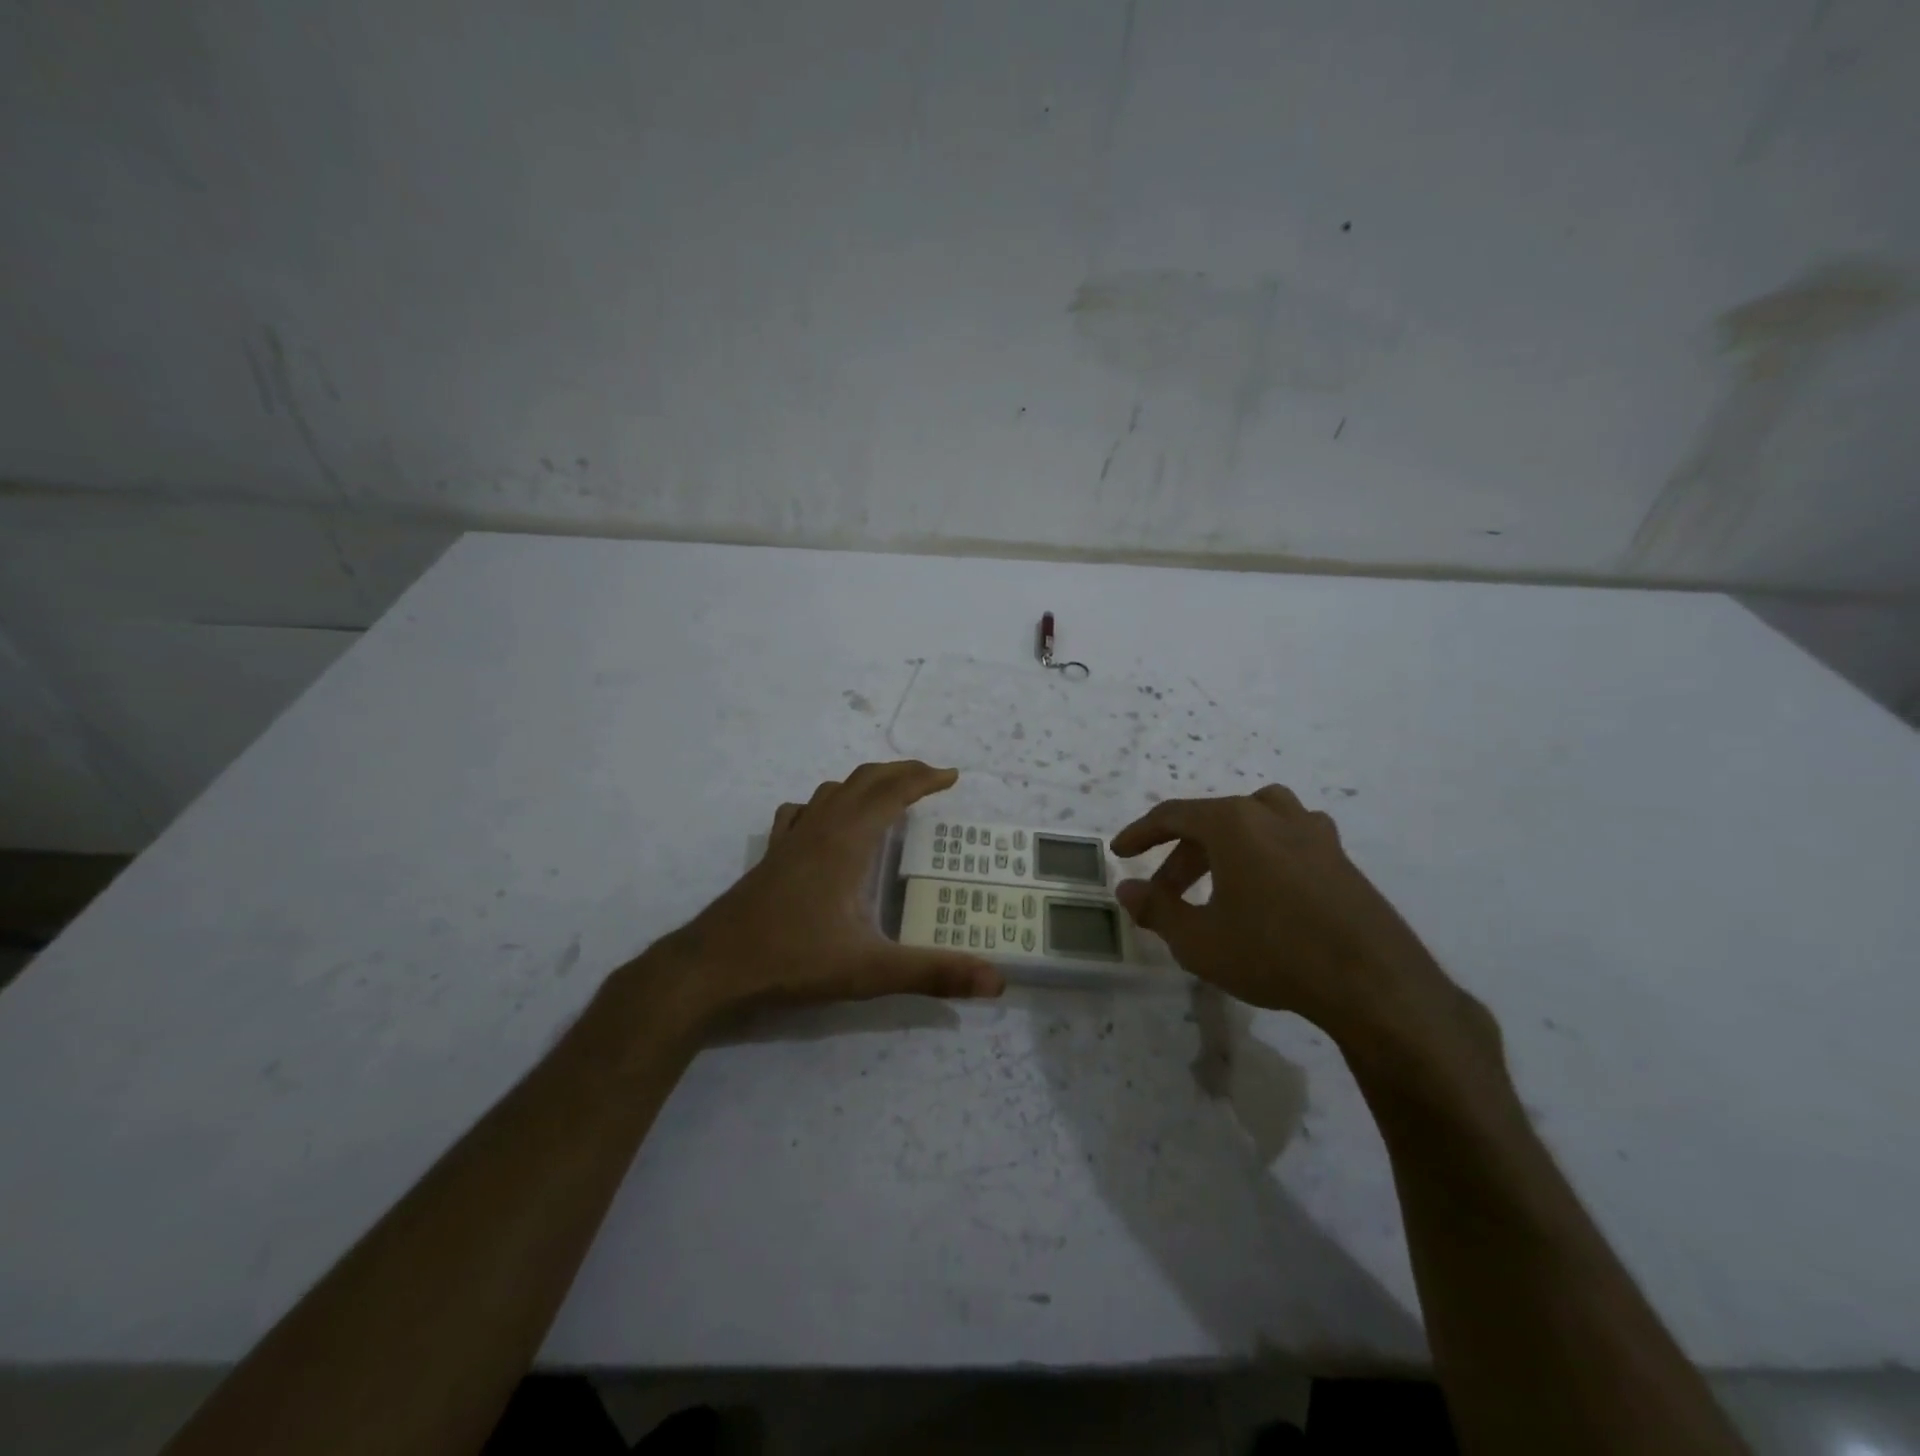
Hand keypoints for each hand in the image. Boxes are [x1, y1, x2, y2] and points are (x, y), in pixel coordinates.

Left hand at [653, 761, 1003, 1028]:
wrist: (713, 966)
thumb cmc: (794, 960)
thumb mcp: (871, 970)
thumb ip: (934, 974)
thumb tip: (997, 983)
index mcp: (848, 841)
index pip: (893, 792)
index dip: (925, 779)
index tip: (952, 776)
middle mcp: (821, 828)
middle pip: (864, 780)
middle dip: (901, 772)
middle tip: (931, 778)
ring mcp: (791, 839)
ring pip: (832, 791)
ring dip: (865, 784)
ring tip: (887, 796)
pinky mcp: (771, 855)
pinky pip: (801, 812)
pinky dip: (824, 804)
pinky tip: (824, 822)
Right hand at [1112, 786, 1494, 1063]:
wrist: (1374, 983)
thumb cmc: (1273, 952)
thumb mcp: (1199, 940)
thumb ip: (1156, 910)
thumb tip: (1127, 890)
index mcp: (1234, 822)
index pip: (1173, 815)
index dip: (1140, 834)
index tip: (1120, 854)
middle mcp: (1273, 814)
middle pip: (1212, 821)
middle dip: (1180, 855)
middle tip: (1164, 893)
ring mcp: (1314, 832)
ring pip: (1255, 821)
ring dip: (1225, 846)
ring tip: (1216, 880)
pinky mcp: (1341, 857)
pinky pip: (1288, 839)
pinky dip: (1263, 855)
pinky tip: (1265, 892)